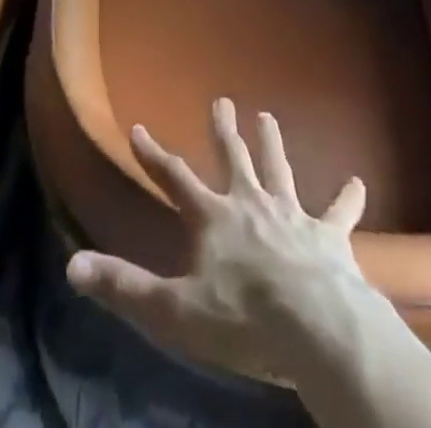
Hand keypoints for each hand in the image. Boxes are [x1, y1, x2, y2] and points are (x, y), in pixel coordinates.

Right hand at [65, 97, 375, 385]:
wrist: (316, 329)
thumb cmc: (242, 319)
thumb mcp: (174, 309)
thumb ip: (124, 286)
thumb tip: (72, 266)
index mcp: (213, 218)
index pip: (174, 178)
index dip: (153, 154)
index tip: (138, 128)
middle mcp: (250, 204)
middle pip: (233, 159)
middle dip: (224, 131)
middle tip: (223, 100)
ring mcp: (291, 216)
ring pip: (279, 171)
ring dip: (273, 145)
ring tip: (269, 117)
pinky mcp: (329, 237)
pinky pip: (339, 213)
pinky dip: (347, 198)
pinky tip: (358, 182)